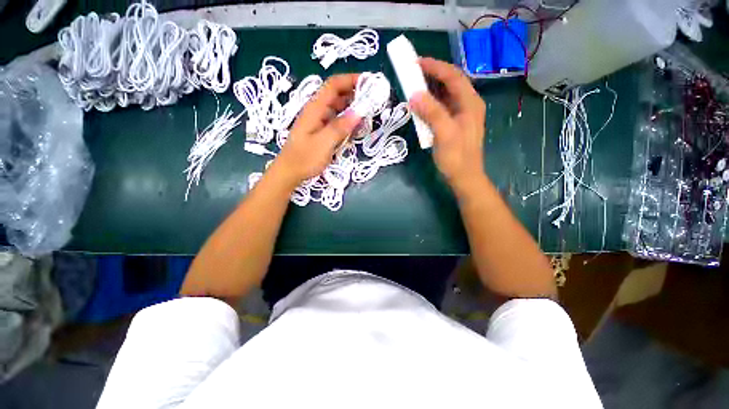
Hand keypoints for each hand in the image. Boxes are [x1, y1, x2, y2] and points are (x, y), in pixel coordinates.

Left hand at [275, 74, 360, 185]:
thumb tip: (358, 112)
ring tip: (367, 116)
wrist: (290, 172)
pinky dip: (347, 122)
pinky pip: (337, 121)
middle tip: (373, 102)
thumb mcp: (323, 143)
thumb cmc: (304, 158)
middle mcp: (317, 111)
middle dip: (355, 95)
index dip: (351, 80)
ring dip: (353, 110)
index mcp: (315, 108)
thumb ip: (340, 127)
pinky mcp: (321, 131)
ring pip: (338, 109)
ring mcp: (319, 121)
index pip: (334, 85)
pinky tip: (355, 129)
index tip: (370, 83)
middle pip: (337, 95)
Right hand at [409, 57, 486, 194]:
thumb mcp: (444, 134)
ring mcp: (461, 115)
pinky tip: (420, 106)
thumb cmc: (456, 157)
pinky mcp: (454, 125)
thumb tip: (414, 95)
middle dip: (432, 75)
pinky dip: (430, 104)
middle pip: (450, 82)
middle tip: (412, 73)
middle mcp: (467, 105)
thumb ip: (432, 112)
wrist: (464, 178)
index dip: (435, 67)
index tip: (416, 63)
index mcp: (470, 103)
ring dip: (430, 89)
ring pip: (445, 95)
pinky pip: (441, 108)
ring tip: (414, 86)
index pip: (453, 76)